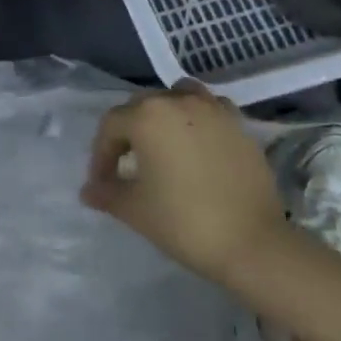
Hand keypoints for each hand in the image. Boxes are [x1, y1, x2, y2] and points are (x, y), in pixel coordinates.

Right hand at [82, 82, 284, 284]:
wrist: (252, 243)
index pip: (110, 126)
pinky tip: (197, 143)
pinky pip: (209, 108)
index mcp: (146, 116)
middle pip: (141, 106)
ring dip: (164, 115)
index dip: (101, 155)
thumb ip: (107, 193)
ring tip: (163, 145)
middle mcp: (177, 101)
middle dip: (128, 133)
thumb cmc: (184, 222)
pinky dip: (198, 118)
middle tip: (126, 166)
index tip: (102, 184)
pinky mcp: (238, 123)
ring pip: (177, 97)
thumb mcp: (135, 210)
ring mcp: (212, 109)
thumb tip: (88, 191)